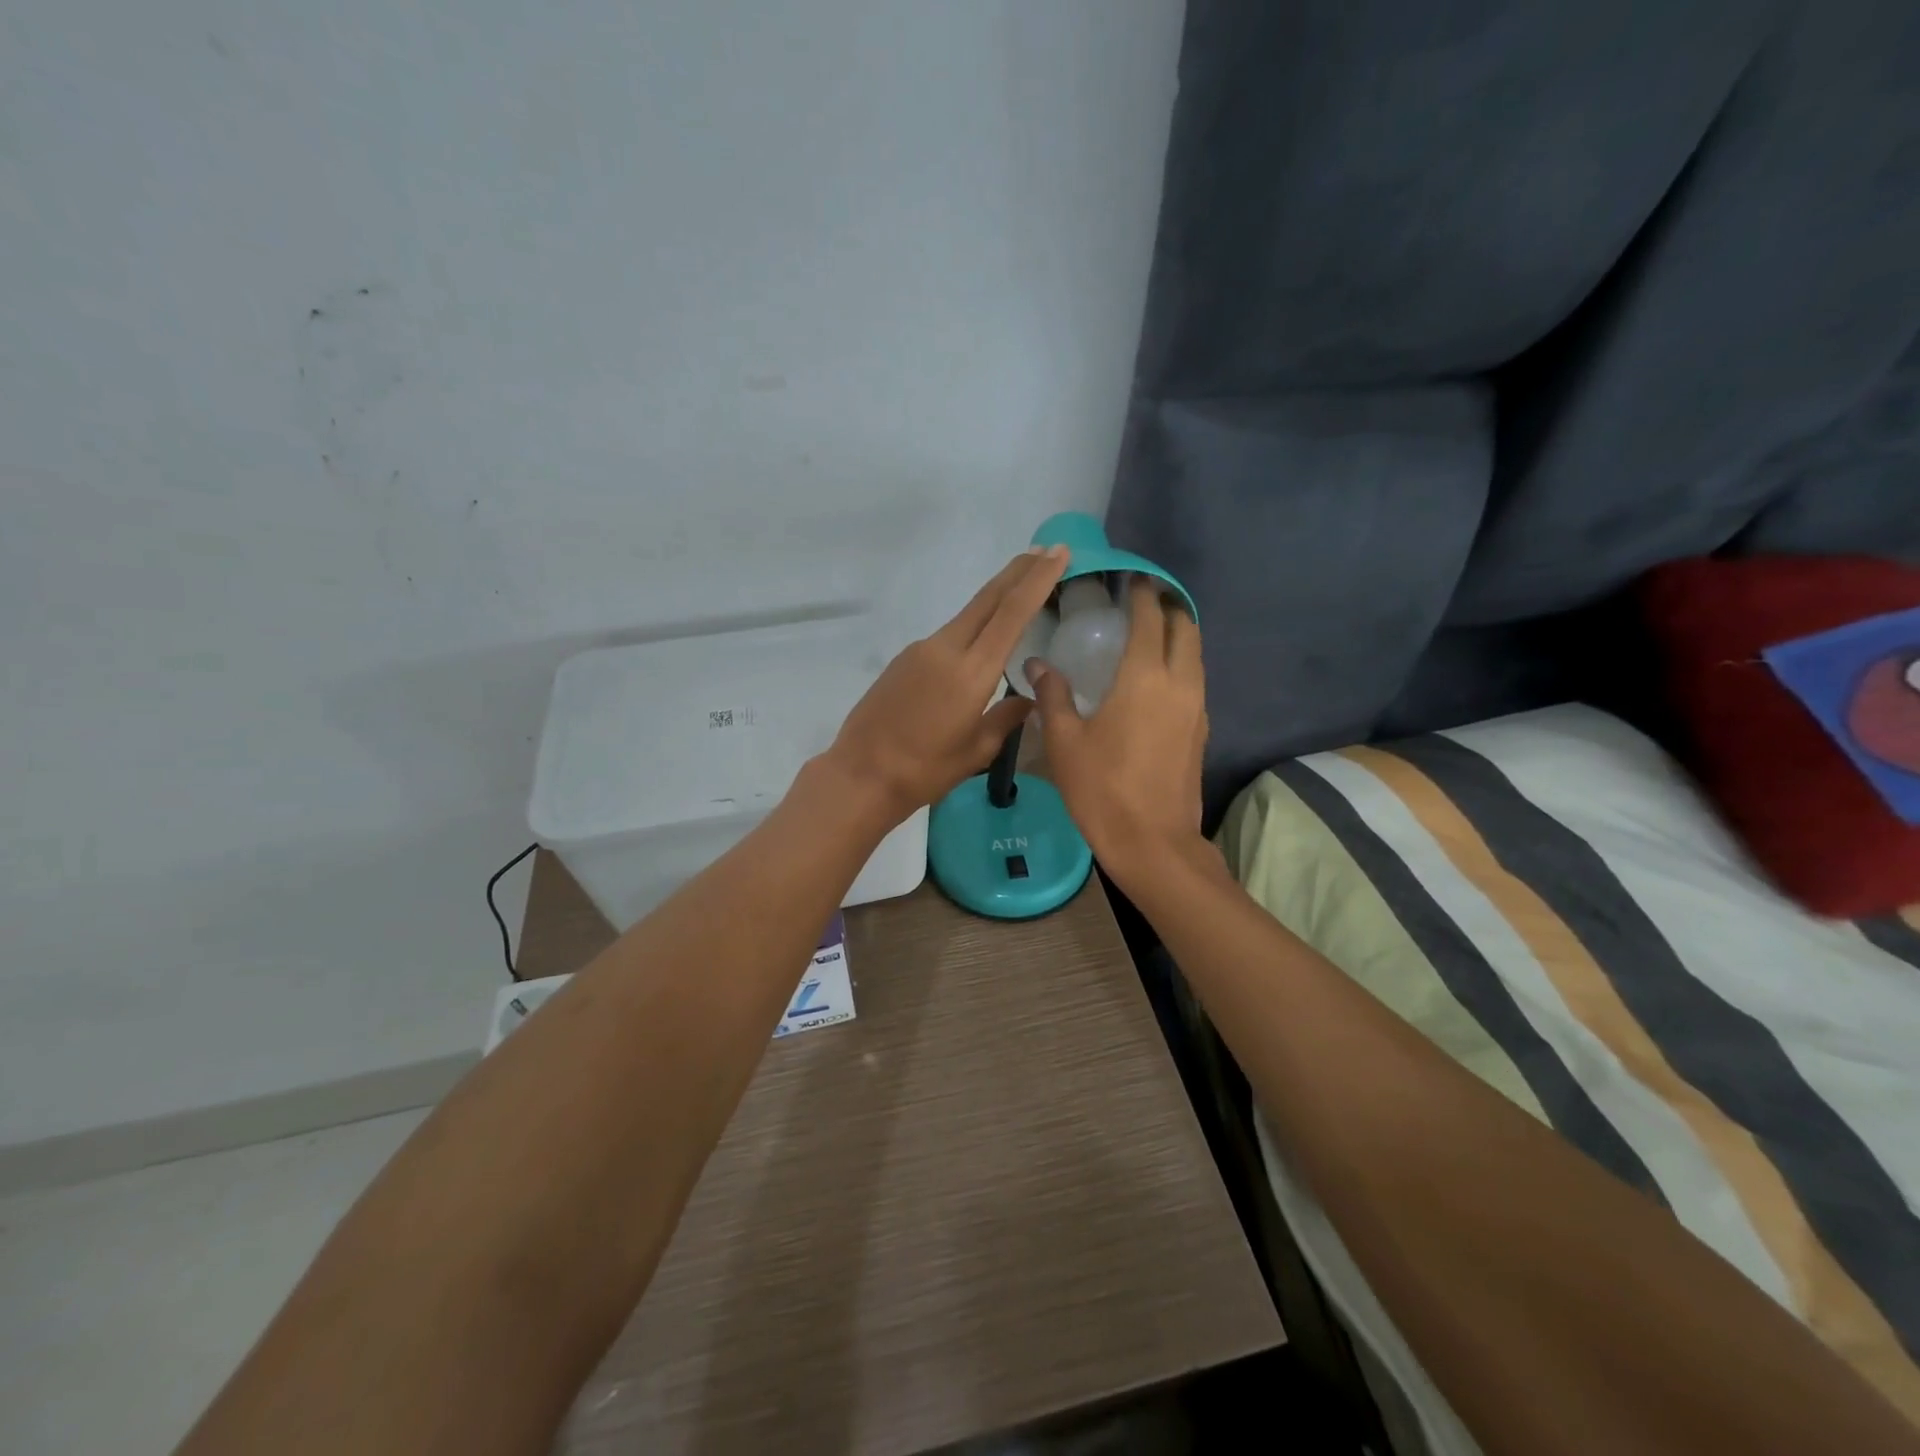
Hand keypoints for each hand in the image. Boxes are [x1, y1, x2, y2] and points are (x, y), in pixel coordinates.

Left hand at [823, 546, 1069, 823]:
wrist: (861, 774)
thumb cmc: (924, 771)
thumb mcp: (976, 751)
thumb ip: (1006, 718)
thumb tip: (1029, 700)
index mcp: (971, 671)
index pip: (1011, 613)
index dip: (1038, 580)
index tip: (1058, 553)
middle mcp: (945, 649)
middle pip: (988, 599)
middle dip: (1019, 572)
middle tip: (1045, 550)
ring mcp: (921, 650)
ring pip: (967, 614)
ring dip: (996, 597)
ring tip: (1021, 586)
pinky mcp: (905, 659)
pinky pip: (948, 634)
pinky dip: (973, 625)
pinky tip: (981, 638)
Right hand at [1027, 578, 1208, 881]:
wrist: (1153, 843)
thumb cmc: (1102, 789)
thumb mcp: (1064, 742)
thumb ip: (1053, 696)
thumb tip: (1037, 664)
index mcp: (1144, 678)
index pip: (1150, 618)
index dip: (1142, 594)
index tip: (1131, 579)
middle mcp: (1179, 683)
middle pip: (1185, 628)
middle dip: (1168, 607)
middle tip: (1142, 600)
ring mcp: (1196, 708)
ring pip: (1195, 655)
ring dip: (1178, 635)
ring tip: (1149, 632)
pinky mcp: (1201, 731)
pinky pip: (1195, 680)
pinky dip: (1180, 664)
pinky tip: (1155, 678)